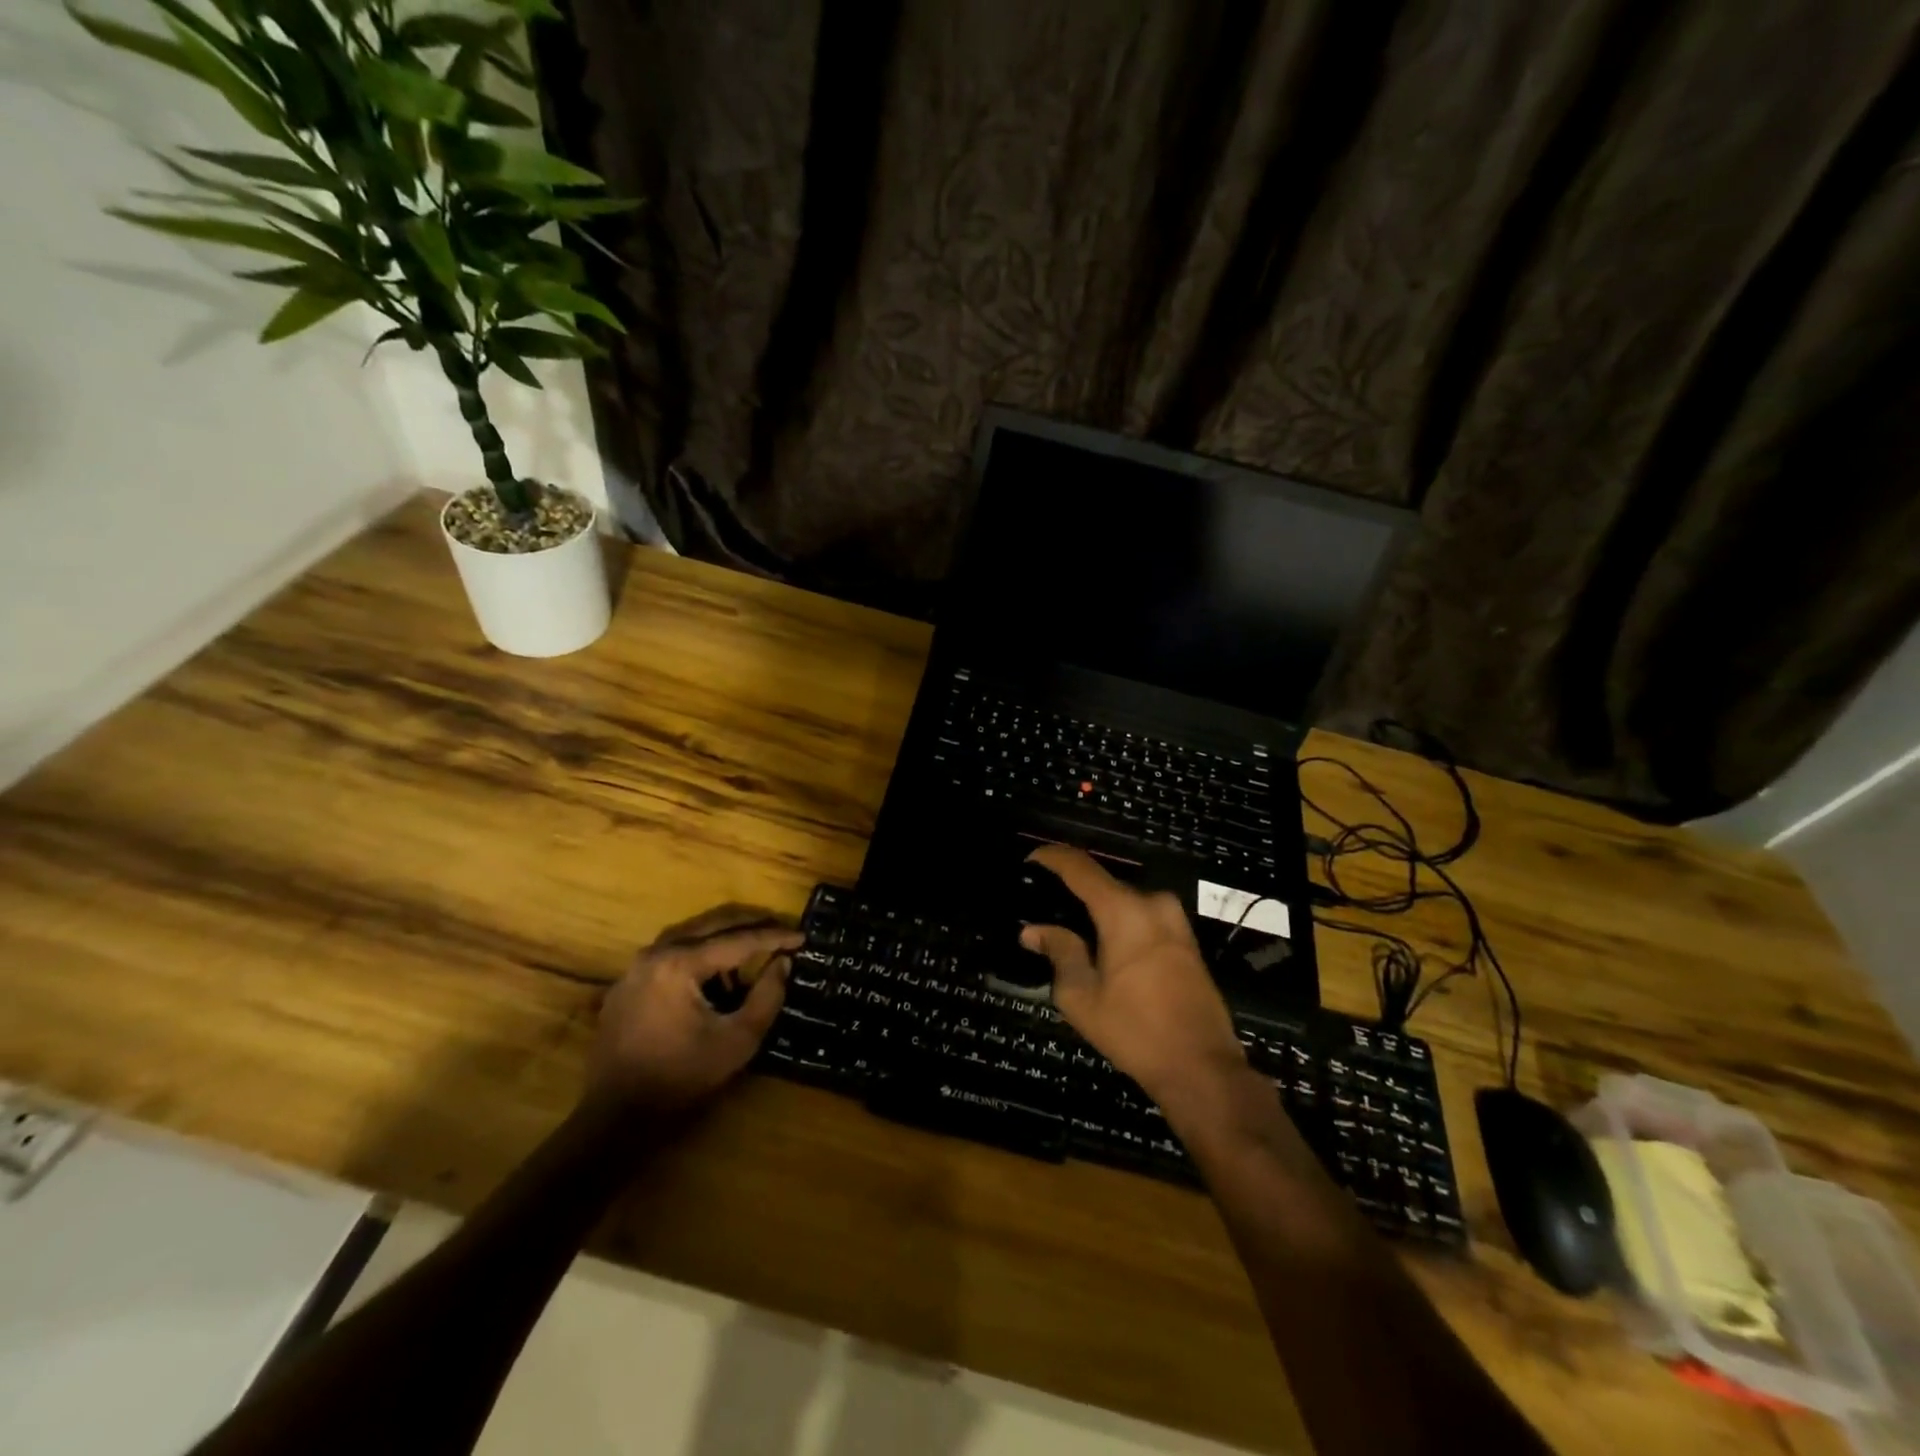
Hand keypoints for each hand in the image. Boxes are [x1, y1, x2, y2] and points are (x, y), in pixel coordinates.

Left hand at [588, 905, 801, 1112]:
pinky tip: (714, 976)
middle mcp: (656, 953)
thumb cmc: (680, 1076)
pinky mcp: (627, 984)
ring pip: (690, 936)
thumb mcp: (737, 1040)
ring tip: (753, 951)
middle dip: (750, 925)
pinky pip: (670, 955)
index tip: (802, 937)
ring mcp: (636, 967)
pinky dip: (699, 955)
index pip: (738, 940)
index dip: (774, 937)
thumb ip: (767, 996)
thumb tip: (783, 962)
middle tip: (781, 931)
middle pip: (712, 925)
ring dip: (724, 938)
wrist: (615, 1114)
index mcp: (680, 963)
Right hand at [1020, 846, 1248, 1120]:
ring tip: (1070, 932)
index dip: (1052, 858)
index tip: (1030, 860)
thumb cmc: (1135, 1031)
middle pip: (1103, 884)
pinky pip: (1143, 918)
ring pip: (1124, 903)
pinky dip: (1119, 924)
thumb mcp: (1082, 996)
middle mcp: (1153, 903)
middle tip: (1045, 909)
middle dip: (1073, 893)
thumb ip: (1059, 952)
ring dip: (1098, 912)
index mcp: (1124, 910)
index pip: (1081, 867)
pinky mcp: (1186, 941)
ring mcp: (1175, 921)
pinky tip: (1102, 947)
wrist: (1202, 1068)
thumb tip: (1034, 930)